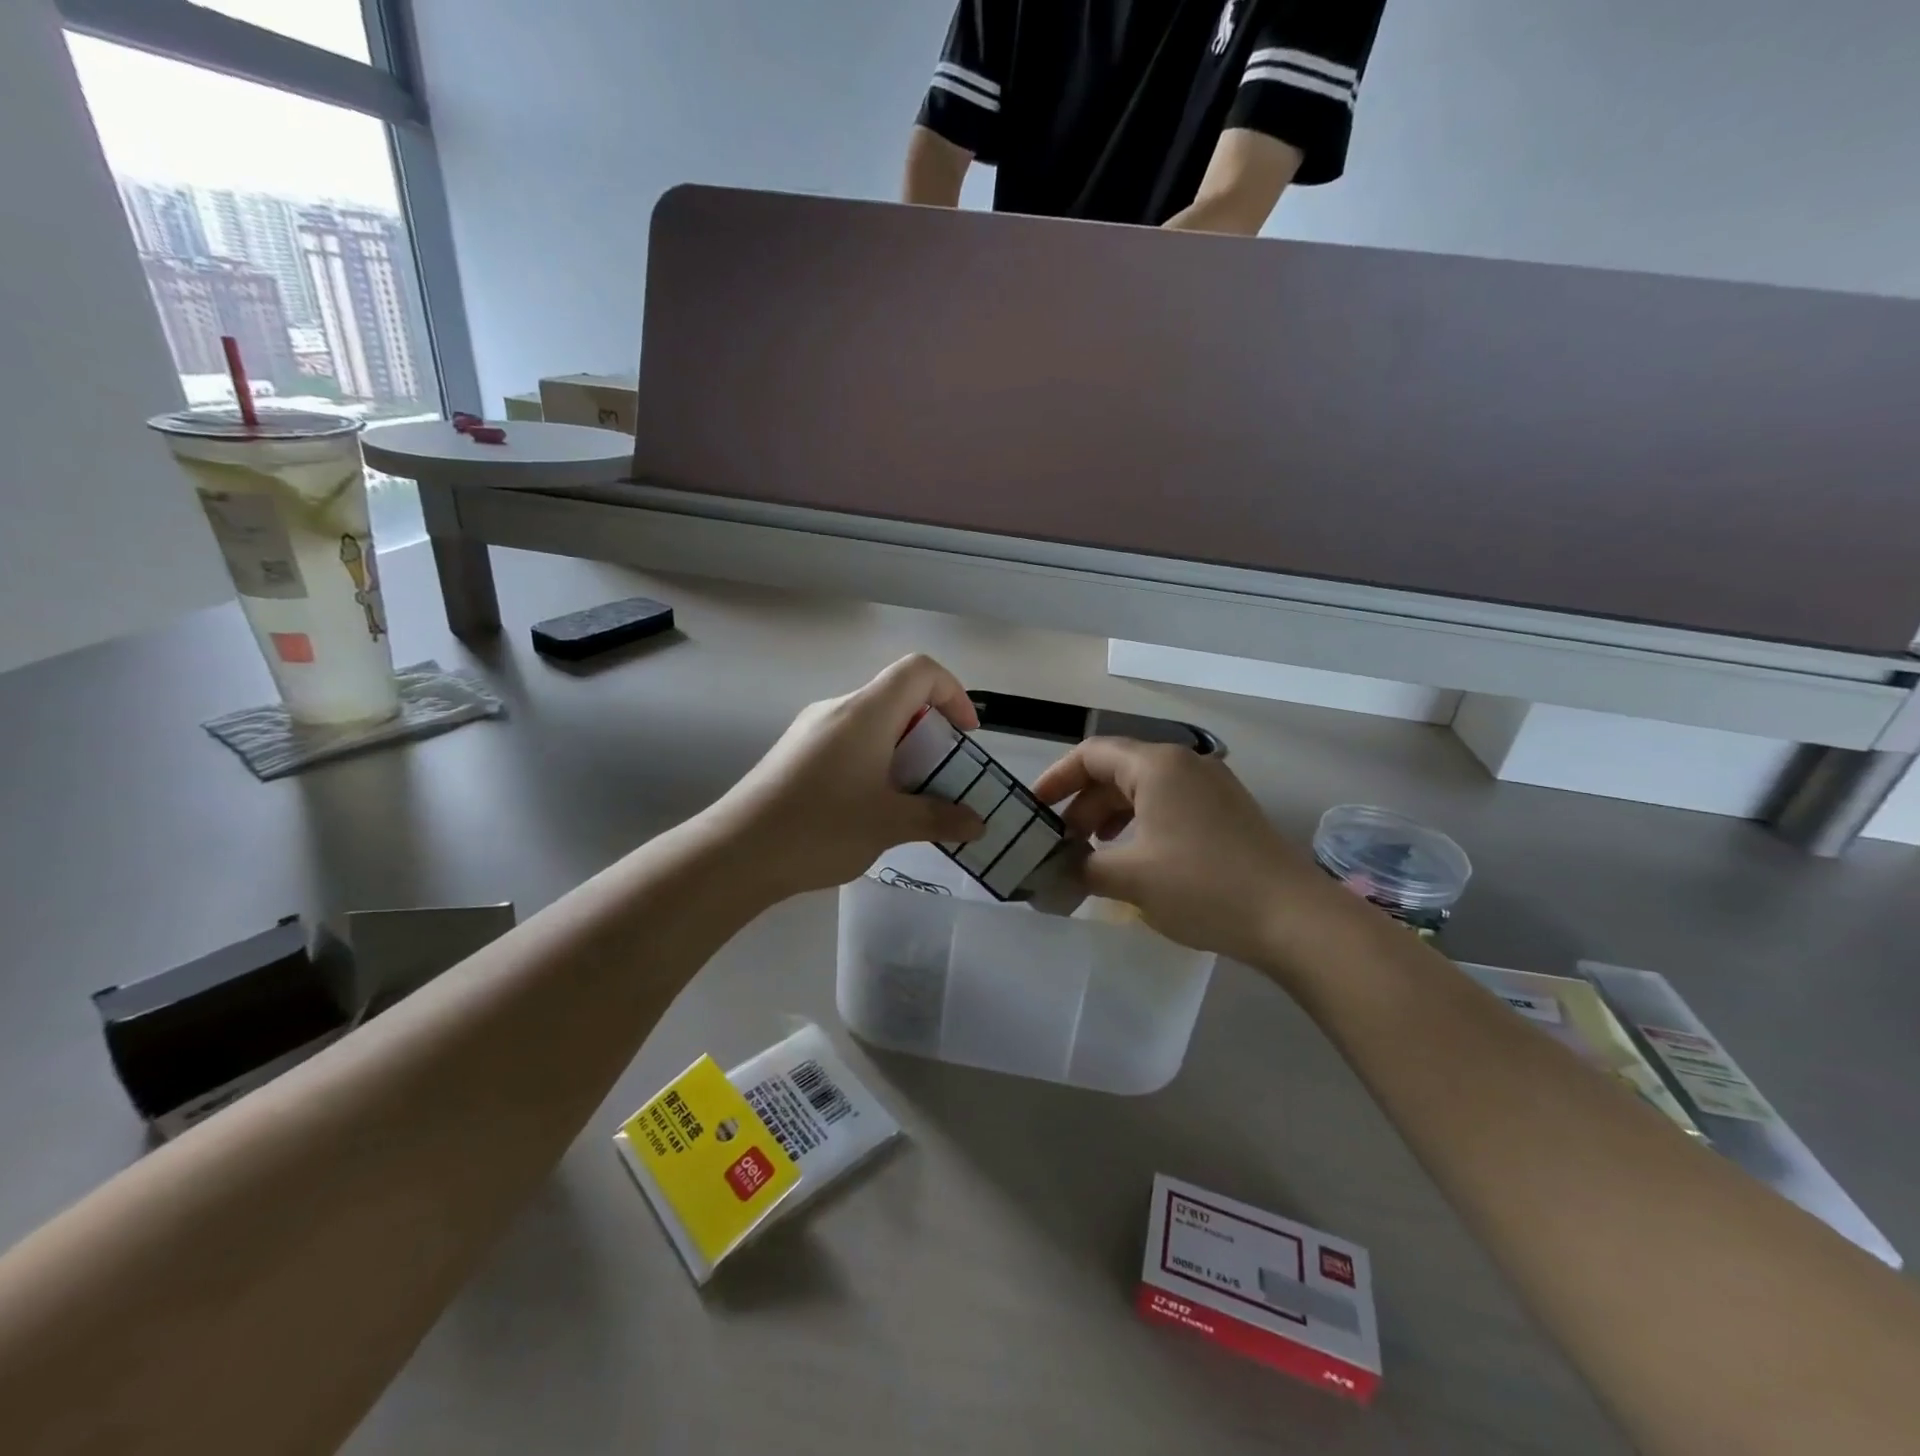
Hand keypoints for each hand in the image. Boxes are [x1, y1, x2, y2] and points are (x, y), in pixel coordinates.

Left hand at [715, 655, 985, 898]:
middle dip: (929, 730)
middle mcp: (838, 709)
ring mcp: (811, 729)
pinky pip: (848, 741)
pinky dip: (874, 760)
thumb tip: (978, 824)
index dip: (952, 692)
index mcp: (866, 712)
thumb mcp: (889, 825)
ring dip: (901, 749)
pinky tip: (869, 805)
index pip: (919, 670)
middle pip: (896, 695)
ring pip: (871, 722)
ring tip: (909, 797)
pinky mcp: (795, 752)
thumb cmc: (820, 828)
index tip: (965, 735)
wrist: (737, 852)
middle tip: (941, 775)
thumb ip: (939, 819)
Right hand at [1030, 739, 1335, 963]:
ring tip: (1092, 853)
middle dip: (1082, 806)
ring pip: (1142, 789)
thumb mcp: (1131, 878)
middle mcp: (1183, 764)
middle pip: (1116, 771)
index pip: (1090, 755)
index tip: (1032, 810)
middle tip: (1061, 844)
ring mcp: (1210, 786)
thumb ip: (1082, 867)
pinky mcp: (1226, 811)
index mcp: (1156, 765)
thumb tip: (1054, 869)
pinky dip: (1140, 824)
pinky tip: (1134, 858)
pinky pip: (1168, 805)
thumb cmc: (1203, 887)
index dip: (1056, 779)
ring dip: (1110, 817)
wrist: (1293, 918)